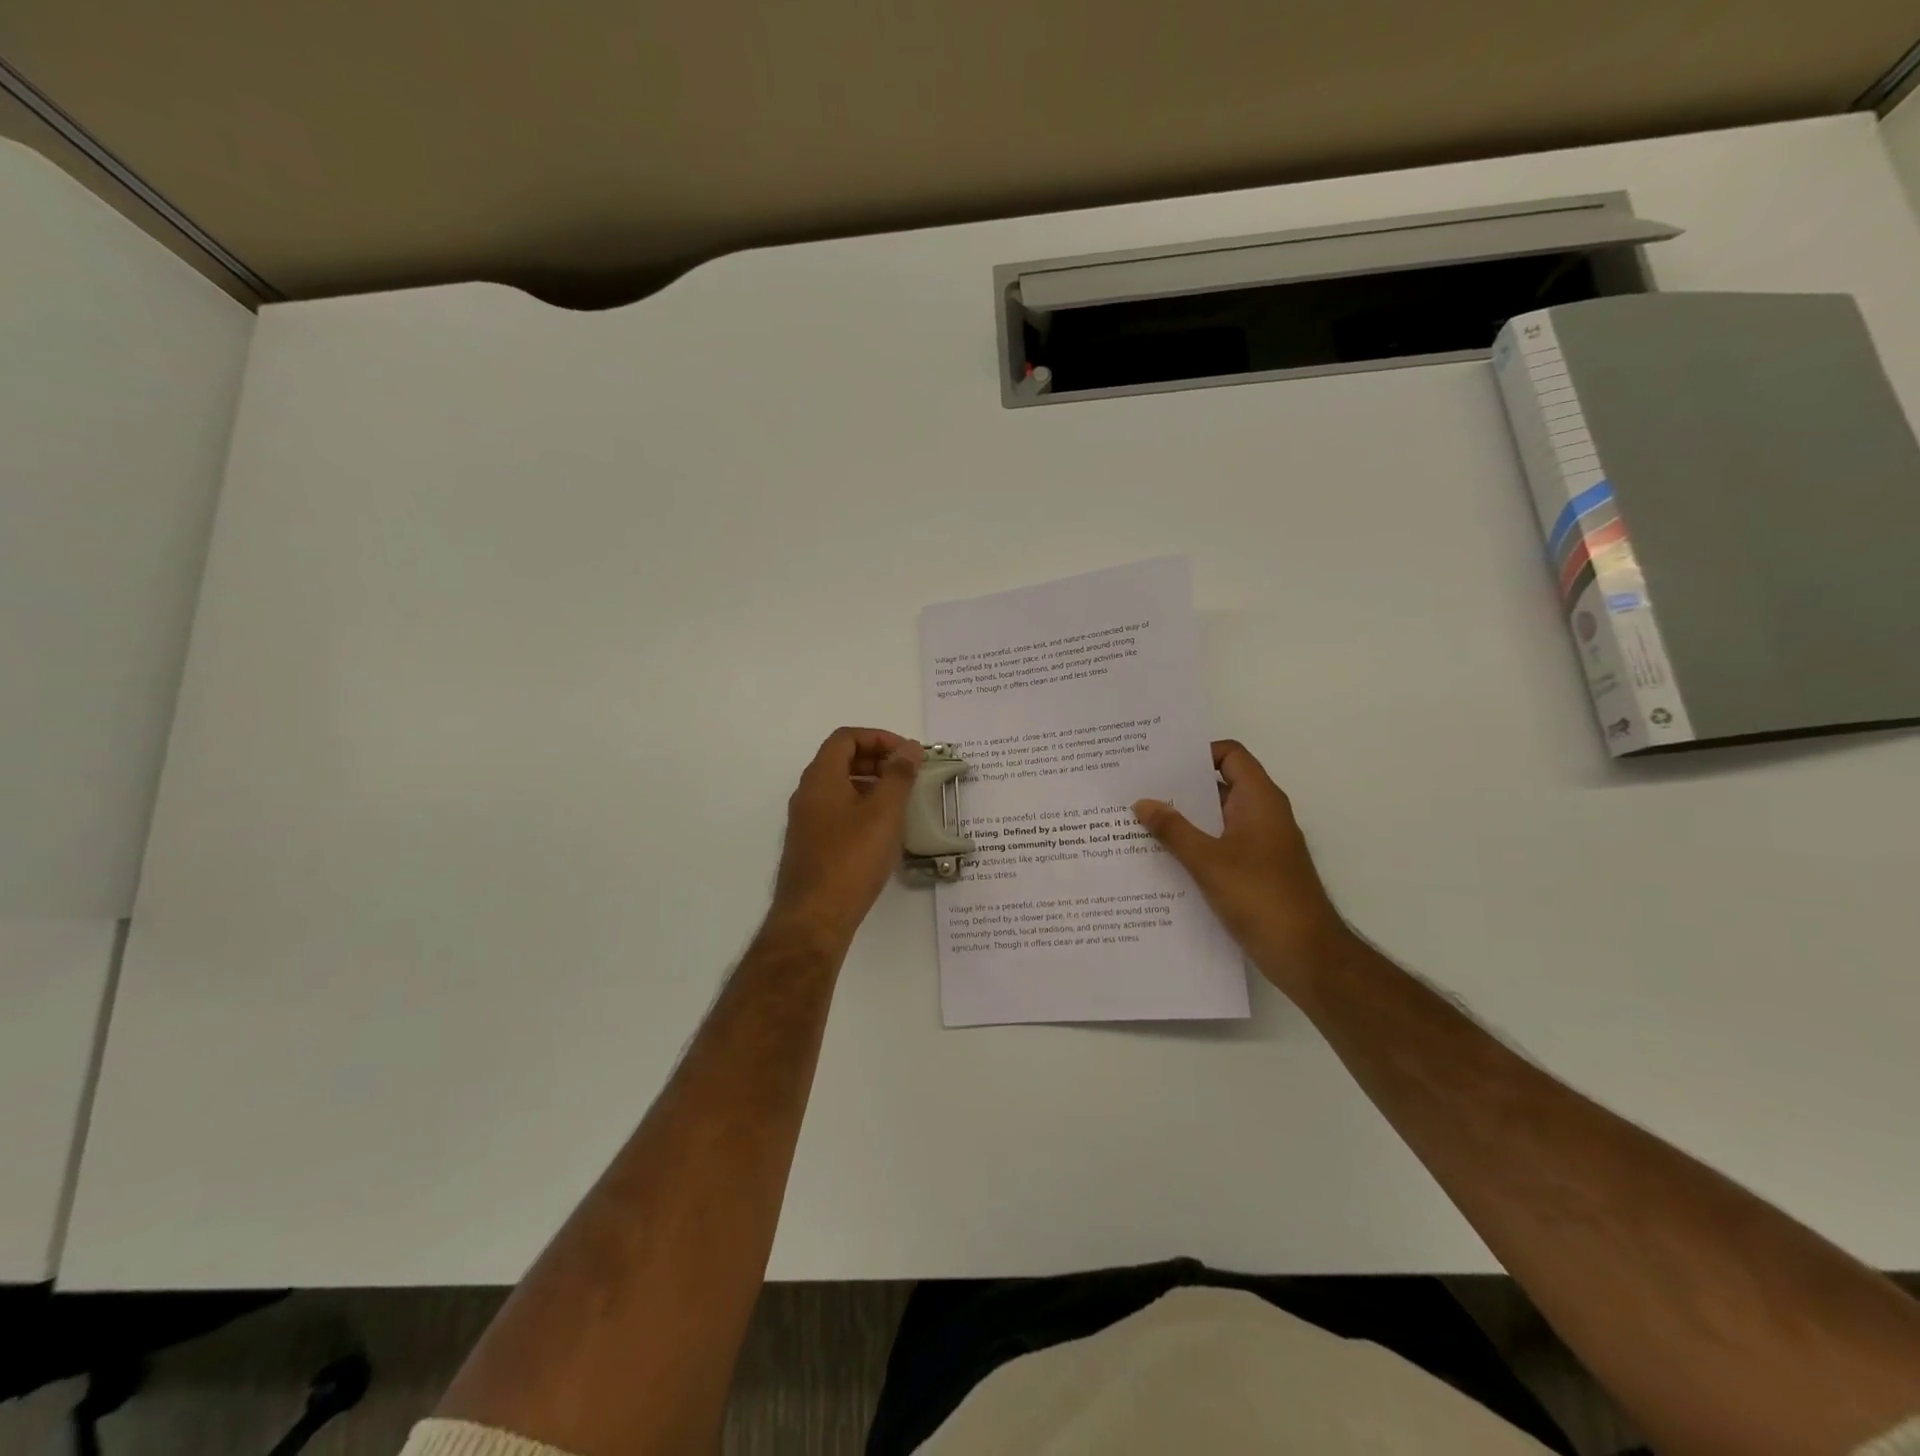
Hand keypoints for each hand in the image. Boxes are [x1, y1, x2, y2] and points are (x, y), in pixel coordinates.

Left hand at [767, 728, 923, 954]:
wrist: (814, 918)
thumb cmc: (851, 859)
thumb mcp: (884, 813)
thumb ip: (898, 776)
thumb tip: (910, 748)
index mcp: (821, 778)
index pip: (846, 738)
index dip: (878, 738)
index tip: (908, 754)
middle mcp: (808, 793)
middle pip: (841, 759)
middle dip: (877, 759)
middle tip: (908, 775)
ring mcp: (806, 821)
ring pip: (840, 787)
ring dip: (871, 784)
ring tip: (901, 801)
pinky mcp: (811, 845)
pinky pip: (837, 812)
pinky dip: (861, 808)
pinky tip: (883, 831)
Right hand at [1133, 740, 1348, 990]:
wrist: (1306, 955)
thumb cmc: (1261, 898)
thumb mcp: (1208, 861)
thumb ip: (1173, 830)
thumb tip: (1142, 802)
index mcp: (1259, 800)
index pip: (1230, 755)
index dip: (1197, 752)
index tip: (1160, 762)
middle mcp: (1262, 815)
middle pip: (1219, 785)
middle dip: (1180, 787)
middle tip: (1137, 788)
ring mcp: (1259, 844)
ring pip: (1216, 819)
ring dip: (1183, 819)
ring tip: (1139, 821)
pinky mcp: (1254, 871)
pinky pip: (1218, 845)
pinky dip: (1193, 845)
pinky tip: (1161, 858)